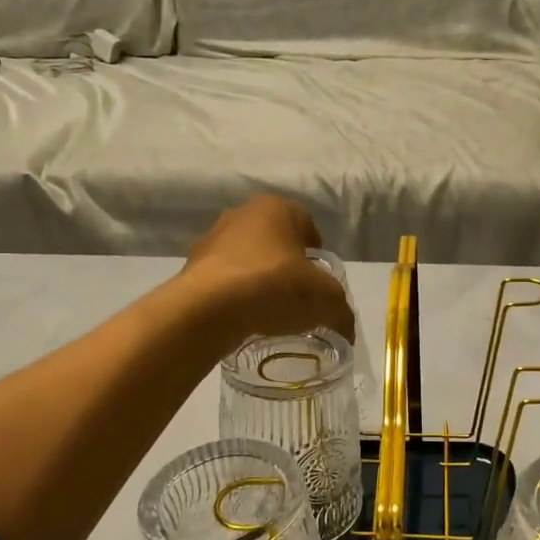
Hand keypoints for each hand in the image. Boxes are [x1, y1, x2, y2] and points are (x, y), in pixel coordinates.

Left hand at [179, 195, 356, 347]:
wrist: (208, 309)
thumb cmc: (274, 287)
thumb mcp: (325, 301)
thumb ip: (341, 313)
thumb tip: (347, 331)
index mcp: (278, 208)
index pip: (308, 227)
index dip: (318, 256)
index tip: (320, 284)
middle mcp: (243, 214)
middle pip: (276, 243)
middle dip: (288, 267)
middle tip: (298, 299)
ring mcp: (213, 239)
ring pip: (248, 260)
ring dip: (259, 280)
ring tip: (270, 312)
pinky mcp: (192, 266)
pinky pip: (225, 280)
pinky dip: (236, 296)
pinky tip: (244, 318)